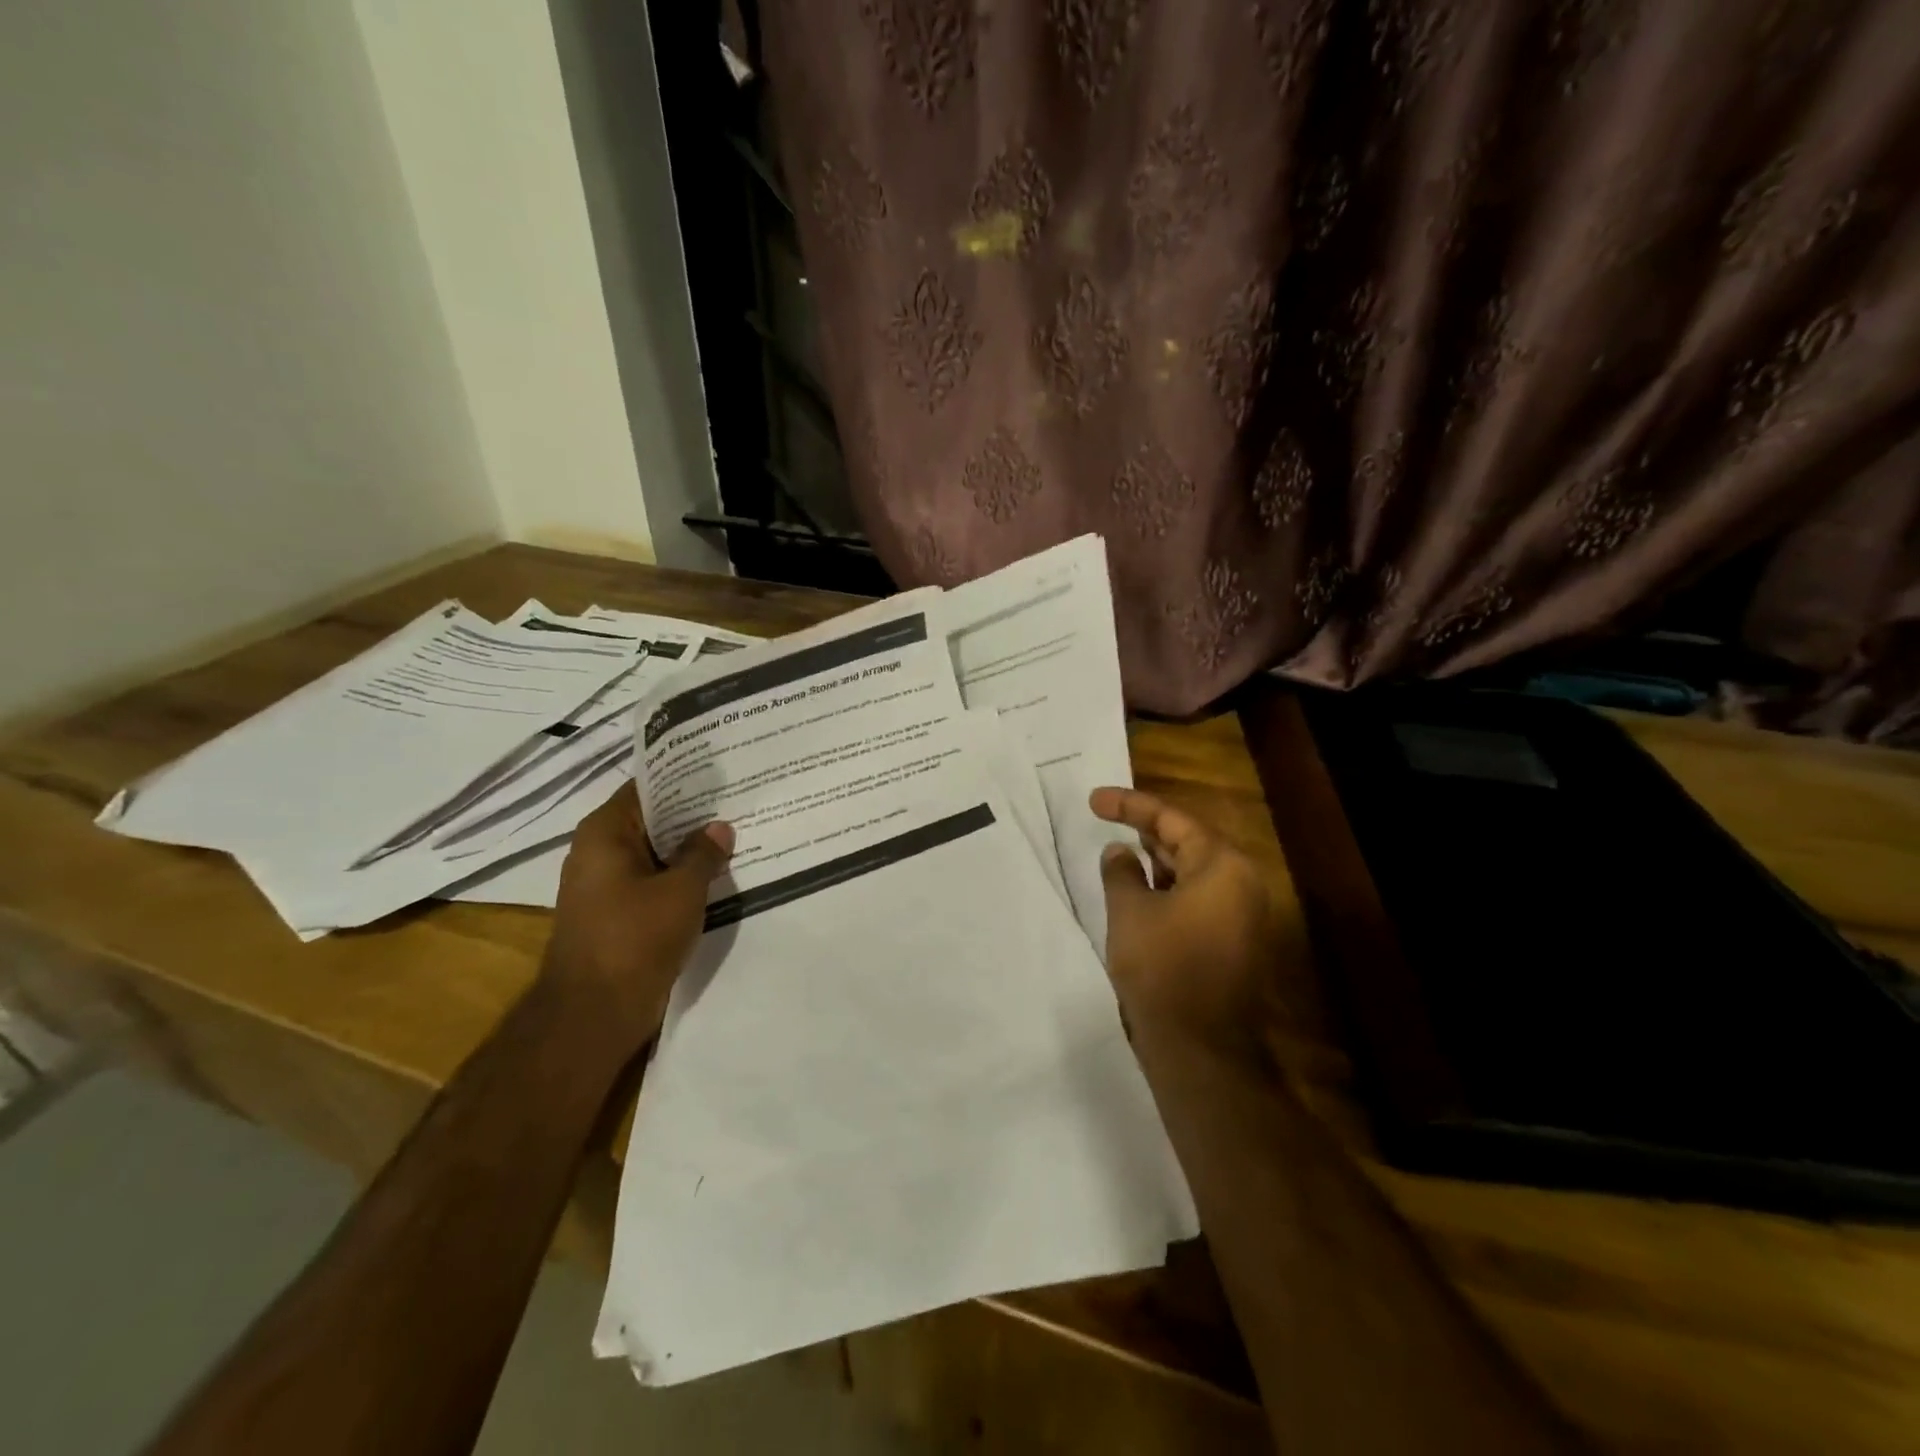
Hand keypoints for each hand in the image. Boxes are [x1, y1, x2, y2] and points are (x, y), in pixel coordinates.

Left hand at [543, 780, 732, 1051]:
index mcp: (604, 833)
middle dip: (693, 815)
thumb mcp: (682, 890)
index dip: (683, 779)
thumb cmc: (635, 939)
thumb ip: (704, 853)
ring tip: (736, 835)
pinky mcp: (617, 914)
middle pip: (651, 820)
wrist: (594, 1014)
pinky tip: (717, 876)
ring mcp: (605, 885)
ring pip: (655, 854)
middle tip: (739, 802)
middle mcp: (598, 851)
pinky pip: (653, 882)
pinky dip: (680, 877)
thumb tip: (720, 827)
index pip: (646, 788)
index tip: (721, 772)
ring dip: (689, 849)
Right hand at [1091, 787, 1279, 1052]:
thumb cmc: (1162, 968)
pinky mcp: (1231, 941)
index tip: (1093, 800)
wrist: (1200, 1047)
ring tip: (1119, 852)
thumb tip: (1119, 852)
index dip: (1129, 805)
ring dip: (1156, 861)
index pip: (1172, 819)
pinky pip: (1197, 899)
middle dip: (1145, 830)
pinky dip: (1167, 889)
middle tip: (1106, 819)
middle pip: (1188, 841)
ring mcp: (1240, 914)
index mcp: (1222, 865)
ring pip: (1193, 872)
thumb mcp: (1129, 911)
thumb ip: (1121, 872)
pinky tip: (1138, 892)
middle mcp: (1240, 883)